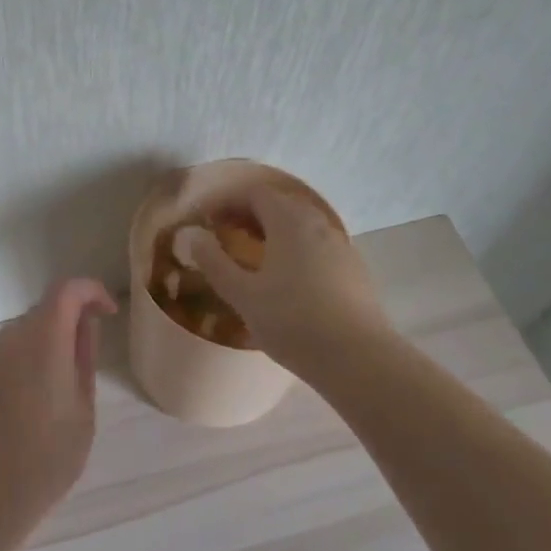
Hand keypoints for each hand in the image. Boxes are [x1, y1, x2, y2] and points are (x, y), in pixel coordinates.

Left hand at [0, 277, 117, 544]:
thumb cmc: (46, 458)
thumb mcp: (82, 411)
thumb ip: (84, 361)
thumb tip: (86, 327)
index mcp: (42, 340)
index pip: (67, 290)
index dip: (92, 292)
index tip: (110, 314)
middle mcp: (11, 339)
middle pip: (45, 308)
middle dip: (73, 317)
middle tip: (94, 351)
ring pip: (27, 330)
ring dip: (52, 338)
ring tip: (72, 378)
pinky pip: (12, 353)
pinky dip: (33, 357)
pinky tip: (43, 396)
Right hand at [182, 186, 387, 372]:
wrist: (356, 356)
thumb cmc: (291, 321)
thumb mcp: (242, 295)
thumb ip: (214, 262)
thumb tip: (194, 235)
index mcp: (288, 222)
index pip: (254, 193)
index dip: (227, 201)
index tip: (206, 219)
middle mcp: (317, 223)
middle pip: (280, 203)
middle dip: (250, 212)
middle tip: (226, 233)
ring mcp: (340, 245)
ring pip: (301, 224)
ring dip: (274, 230)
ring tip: (253, 255)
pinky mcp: (353, 268)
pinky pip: (317, 244)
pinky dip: (295, 247)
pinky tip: (287, 277)